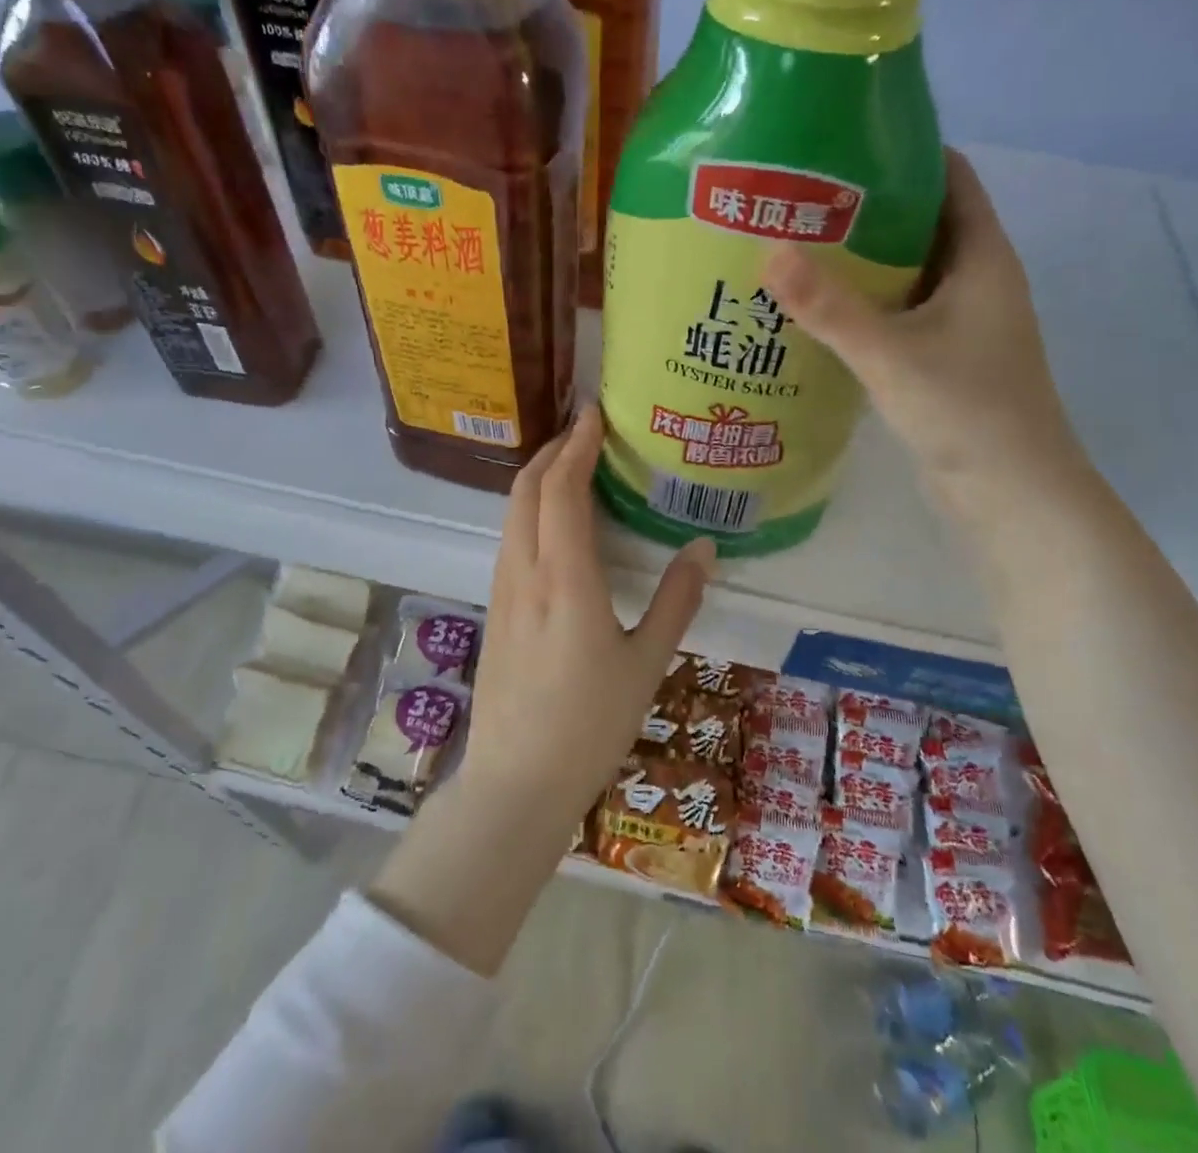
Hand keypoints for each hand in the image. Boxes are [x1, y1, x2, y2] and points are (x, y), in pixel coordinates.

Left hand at [459, 404, 713, 817]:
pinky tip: (551, 523)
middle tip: (583, 430)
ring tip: (569, 464)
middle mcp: (524, 573)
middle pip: (526, 491)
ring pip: (512, 514)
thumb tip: (703, 547)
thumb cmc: (589, 725)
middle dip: (551, 451)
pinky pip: (509, 540)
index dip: (576, 445)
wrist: (515, 783)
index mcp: (565, 579)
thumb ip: (677, 600)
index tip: (593, 414)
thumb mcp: (647, 663)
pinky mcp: (494, 610)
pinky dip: (528, 510)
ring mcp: (502, 591)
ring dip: (536, 479)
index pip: (561, 490)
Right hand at [762, 148, 1092, 523]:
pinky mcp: (942, 358)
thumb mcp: (891, 353)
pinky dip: (863, 306)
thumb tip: (767, 252)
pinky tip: (815, 312)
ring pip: (906, 273)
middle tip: (797, 198)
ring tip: (794, 247)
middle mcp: (975, 281)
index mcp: (982, 257)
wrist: (1010, 494)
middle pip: (921, 222)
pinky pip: (898, 314)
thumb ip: (829, 306)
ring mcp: (960, 323)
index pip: (950, 177)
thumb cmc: (966, 411)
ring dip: (860, 261)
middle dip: (865, 208)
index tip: (839, 144)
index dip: (902, 151)